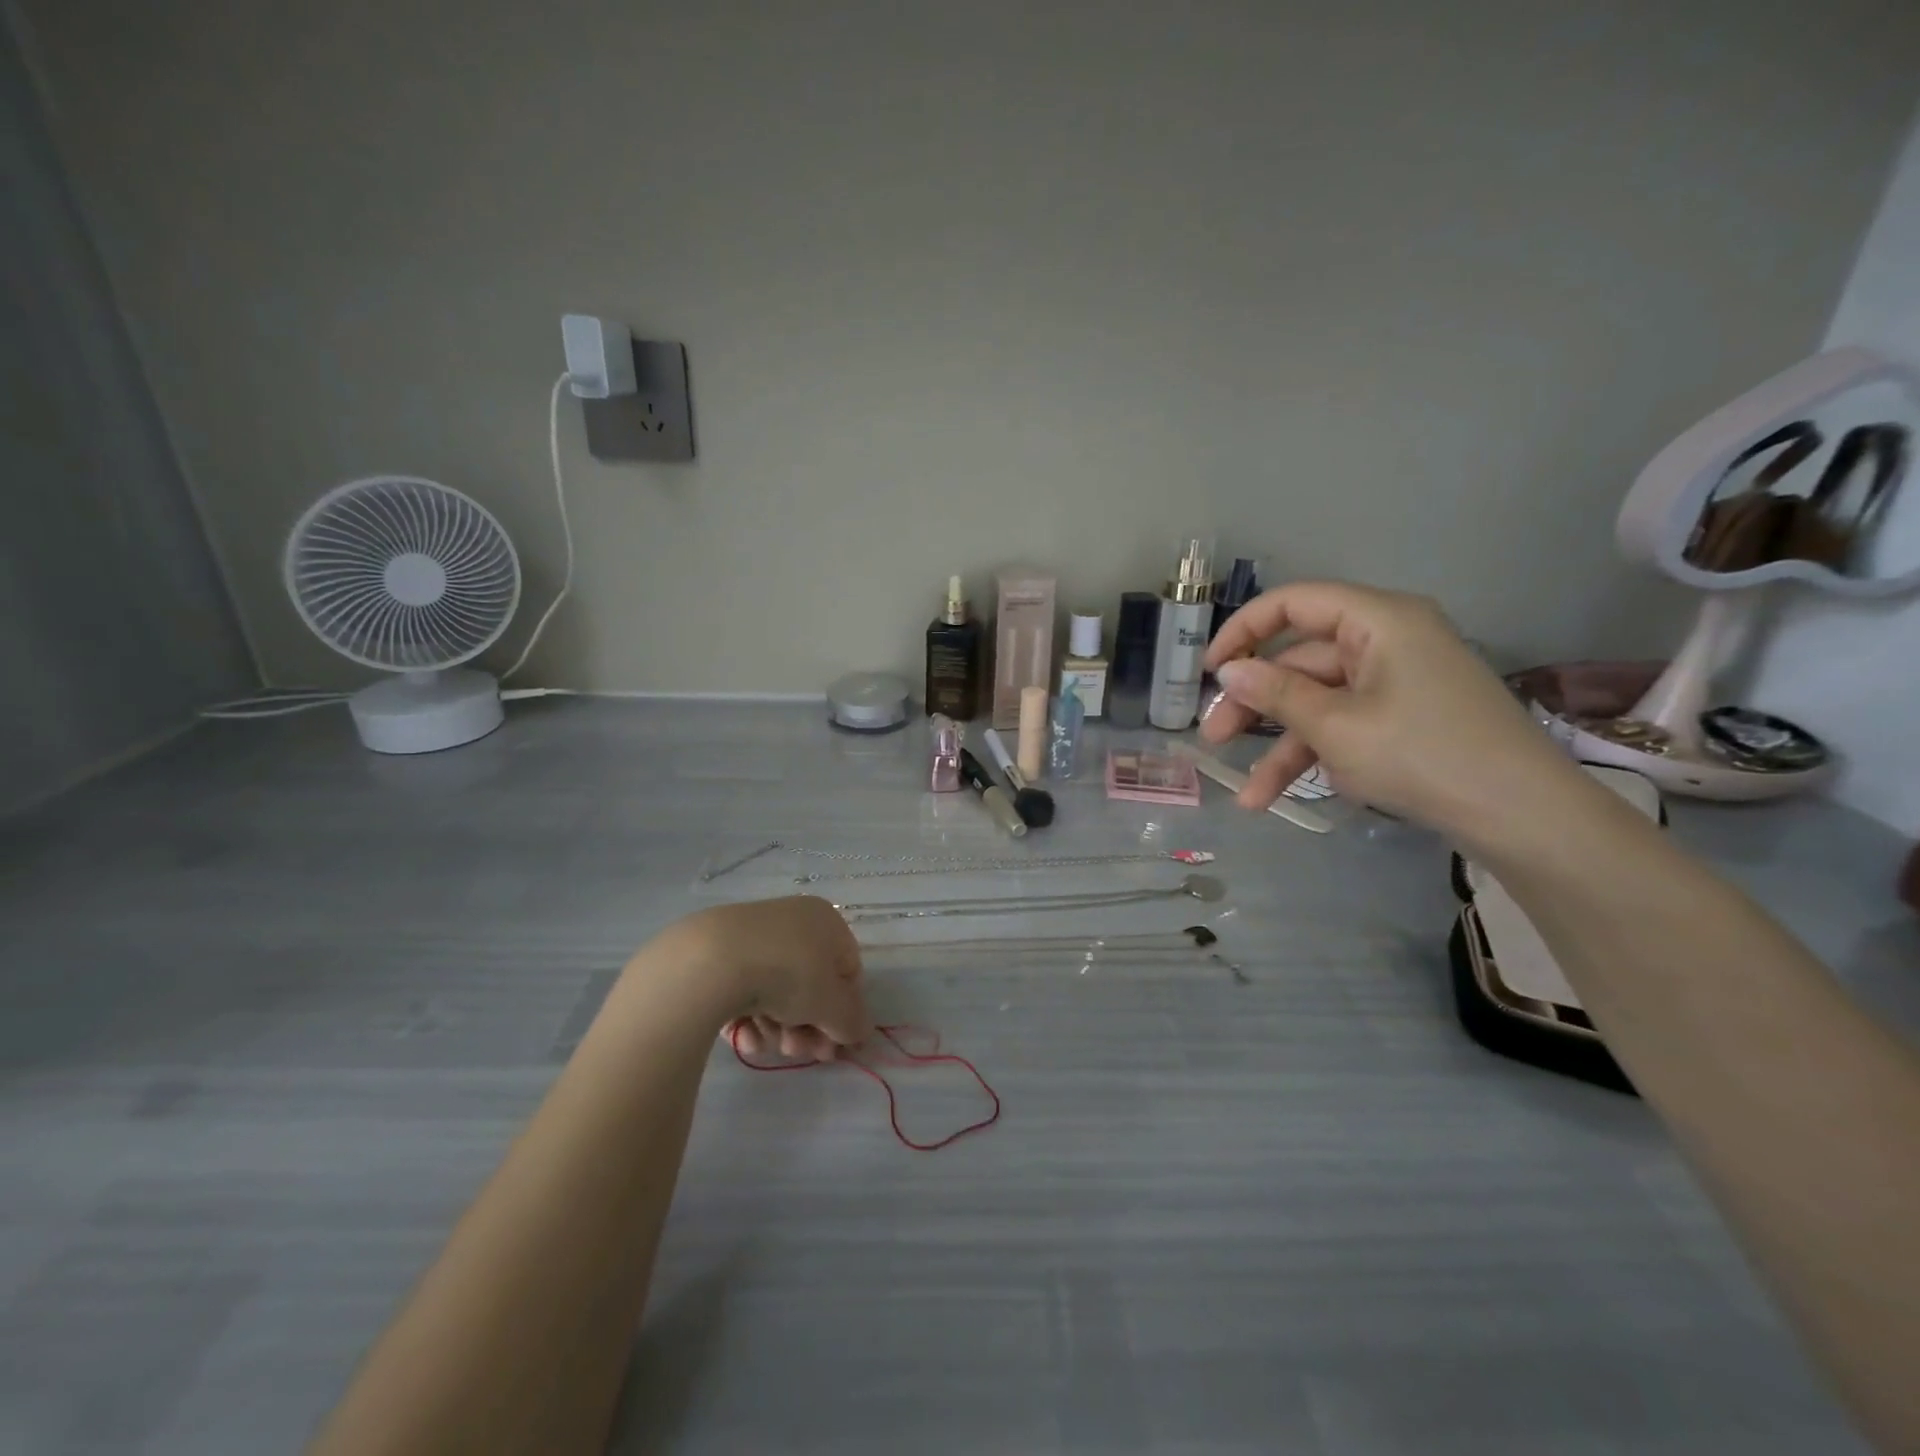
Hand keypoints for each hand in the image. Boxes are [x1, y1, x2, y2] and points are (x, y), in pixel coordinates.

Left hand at [660, 896, 871, 1062]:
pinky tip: (743, 1036)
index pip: (847, 971)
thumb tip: (860, 1032)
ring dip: (778, 1027)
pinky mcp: (717, 953)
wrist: (712, 961)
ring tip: (767, 1046)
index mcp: (826, 921)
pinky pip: (743, 989)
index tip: (832, 1047)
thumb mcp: (832, 1005)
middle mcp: (792, 922)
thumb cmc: (789, 974)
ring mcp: (752, 936)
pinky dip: (748, 1016)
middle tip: (798, 1052)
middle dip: (807, 1026)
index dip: (844, 1013)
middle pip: (809, 985)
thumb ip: (852, 1022)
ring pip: (776, 991)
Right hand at [1200, 581, 1578, 837]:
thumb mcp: (1335, 726)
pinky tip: (1283, 799)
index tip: (1209, 672)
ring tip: (1247, 798)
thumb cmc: (1422, 755)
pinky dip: (1314, 757)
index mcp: (1378, 620)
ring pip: (1318, 703)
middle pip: (1300, 661)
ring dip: (1279, 748)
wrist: (1523, 817)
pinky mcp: (1404, 719)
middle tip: (1213, 740)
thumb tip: (1227, 671)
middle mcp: (1386, 640)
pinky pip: (1344, 725)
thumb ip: (1275, 693)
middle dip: (1254, 705)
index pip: (1294, 603)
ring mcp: (1396, 683)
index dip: (1243, 631)